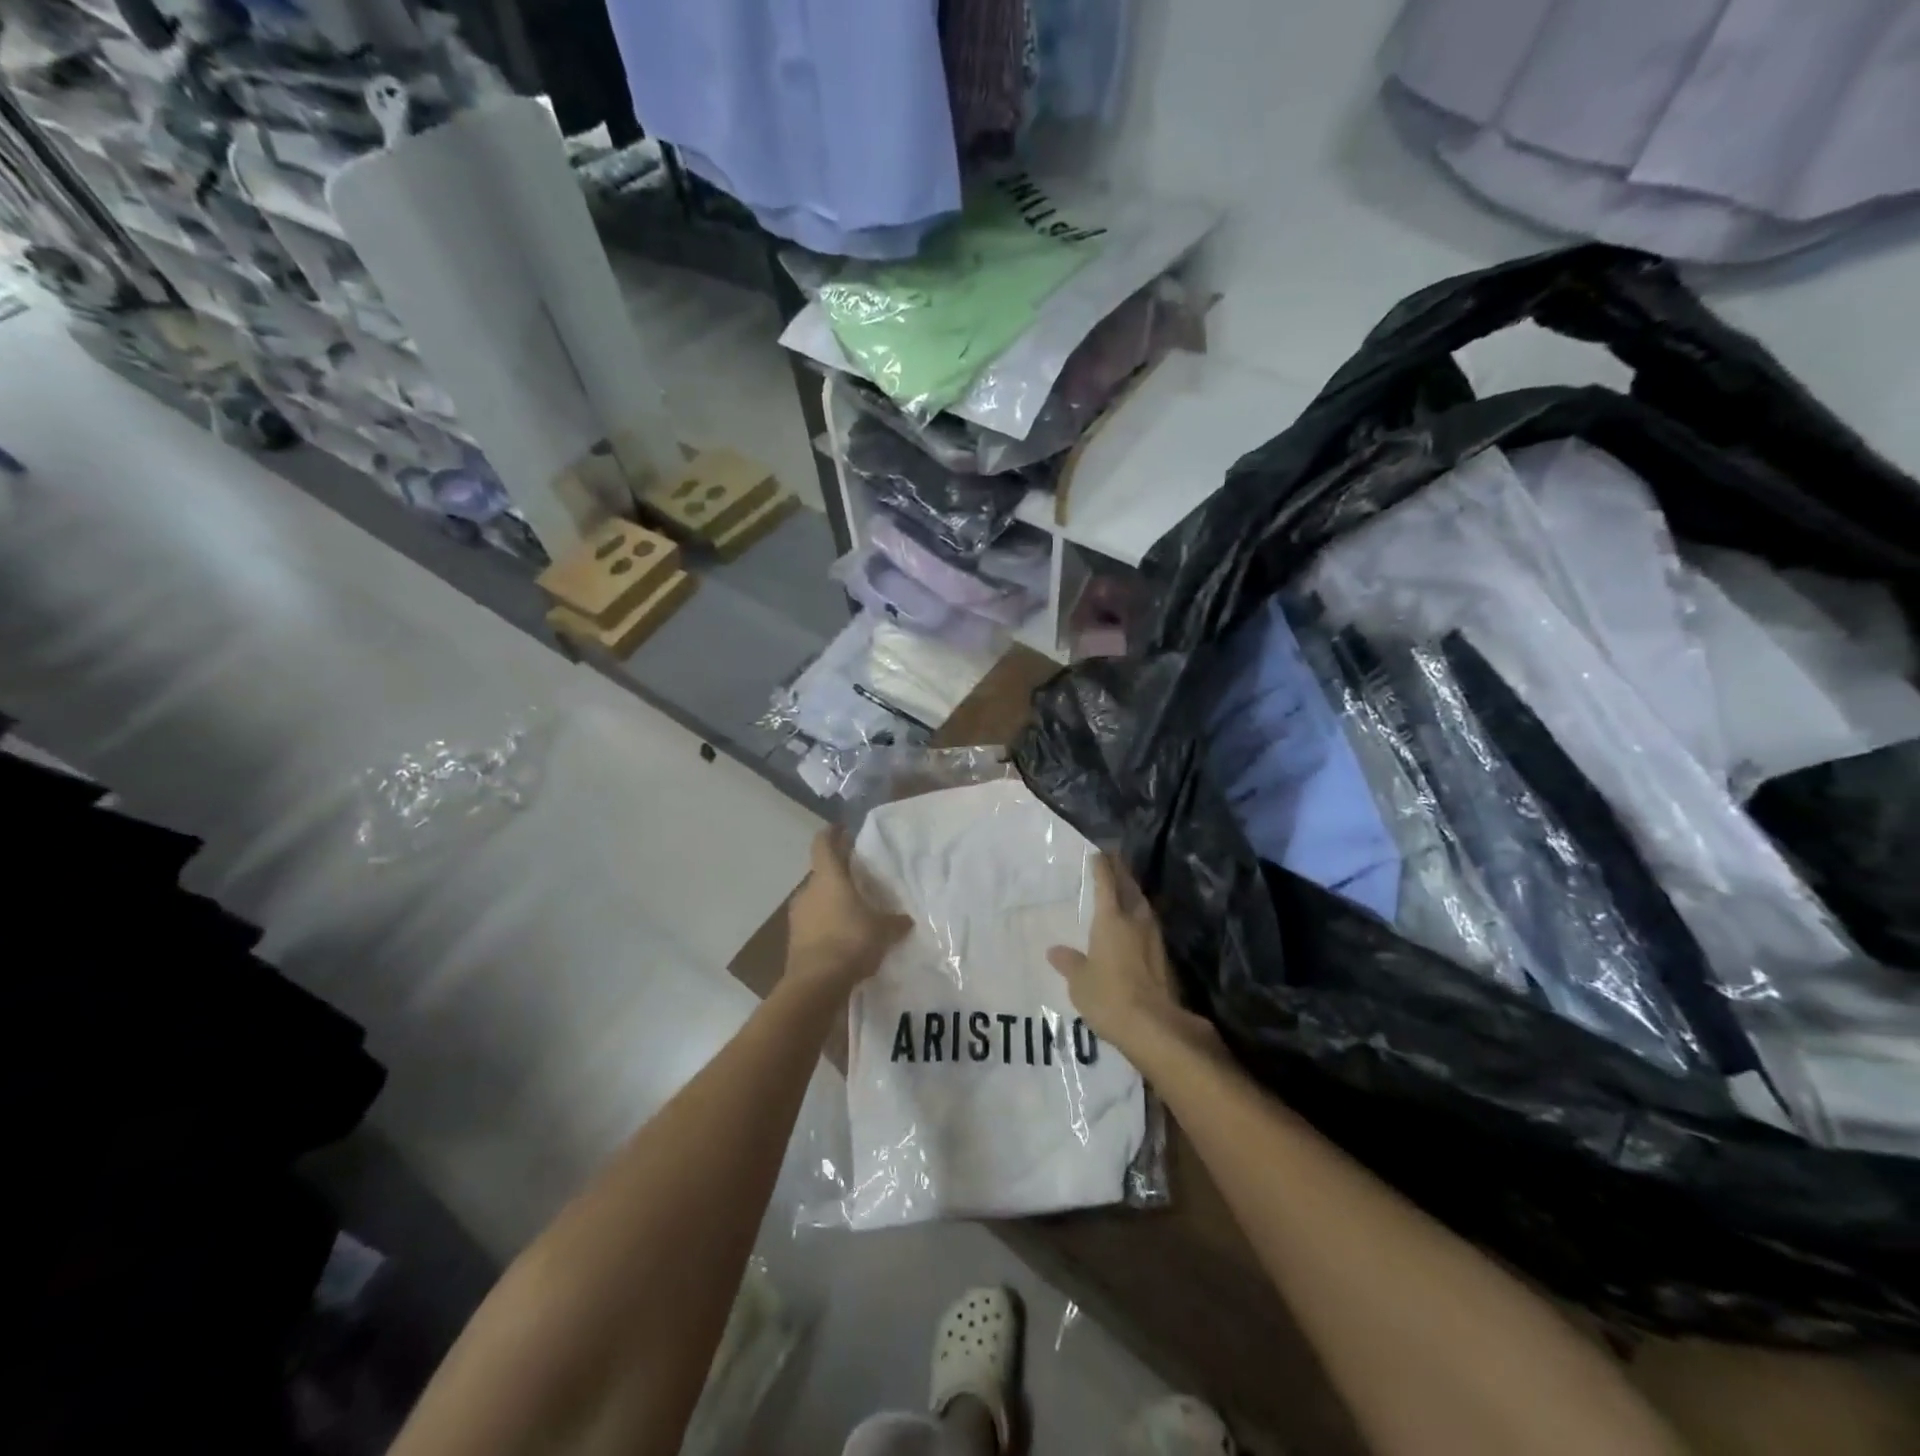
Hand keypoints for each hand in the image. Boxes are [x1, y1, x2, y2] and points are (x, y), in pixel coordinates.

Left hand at [785, 828, 911, 995]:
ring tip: (853, 910)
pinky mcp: (794, 940)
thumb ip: (894, 922)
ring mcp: (798, 916)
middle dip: (838, 874)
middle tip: (858, 877)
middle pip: (821, 873)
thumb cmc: (850, 942)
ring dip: (831, 901)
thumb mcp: (882, 930)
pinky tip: (843, 937)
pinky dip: (826, 925)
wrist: (815, 984)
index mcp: (828, 878)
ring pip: (816, 899)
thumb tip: (906, 920)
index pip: (823, 844)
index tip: (842, 829)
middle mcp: (808, 891)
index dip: (832, 834)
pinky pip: (813, 923)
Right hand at [1047, 853, 1216, 1064]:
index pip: (1106, 883)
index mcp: (1111, 919)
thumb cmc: (1108, 996)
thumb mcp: (1079, 981)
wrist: (1154, 1025)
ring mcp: (1153, 938)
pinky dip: (1140, 916)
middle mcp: (1135, 921)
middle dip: (1122, 872)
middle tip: (1115, 860)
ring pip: (1143, 905)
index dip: (1102, 866)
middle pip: (1130, 888)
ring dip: (1134, 893)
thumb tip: (1055, 950)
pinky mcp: (1162, 957)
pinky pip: (1149, 925)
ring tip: (1125, 888)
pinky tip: (1135, 924)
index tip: (1099, 853)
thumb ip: (1069, 962)